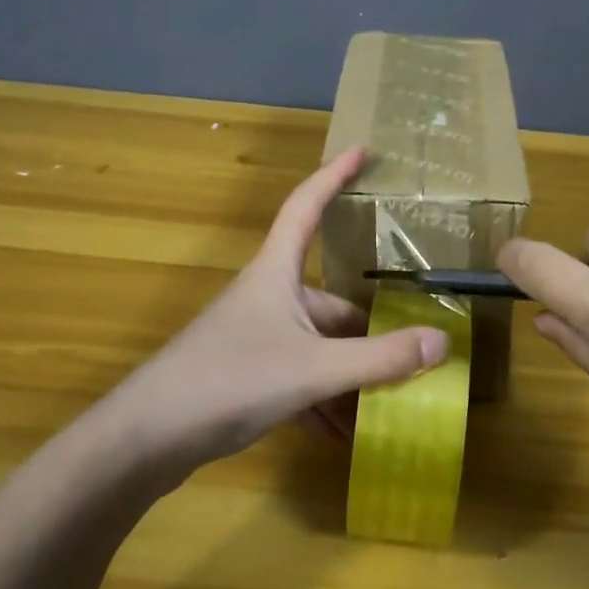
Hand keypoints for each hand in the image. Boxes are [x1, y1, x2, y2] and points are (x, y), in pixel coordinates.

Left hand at [107, 147, 447, 471]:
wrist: (146, 438)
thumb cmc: (230, 380)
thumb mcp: (314, 368)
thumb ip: (379, 358)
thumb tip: (442, 342)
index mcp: (277, 273)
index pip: (306, 206)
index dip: (334, 175)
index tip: (362, 149)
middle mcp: (268, 296)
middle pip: (330, 299)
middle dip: (369, 330)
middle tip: (413, 351)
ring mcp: (255, 336)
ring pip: (318, 344)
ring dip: (350, 373)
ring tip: (387, 403)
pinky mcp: (245, 373)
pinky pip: (299, 376)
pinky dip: (323, 399)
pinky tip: (342, 433)